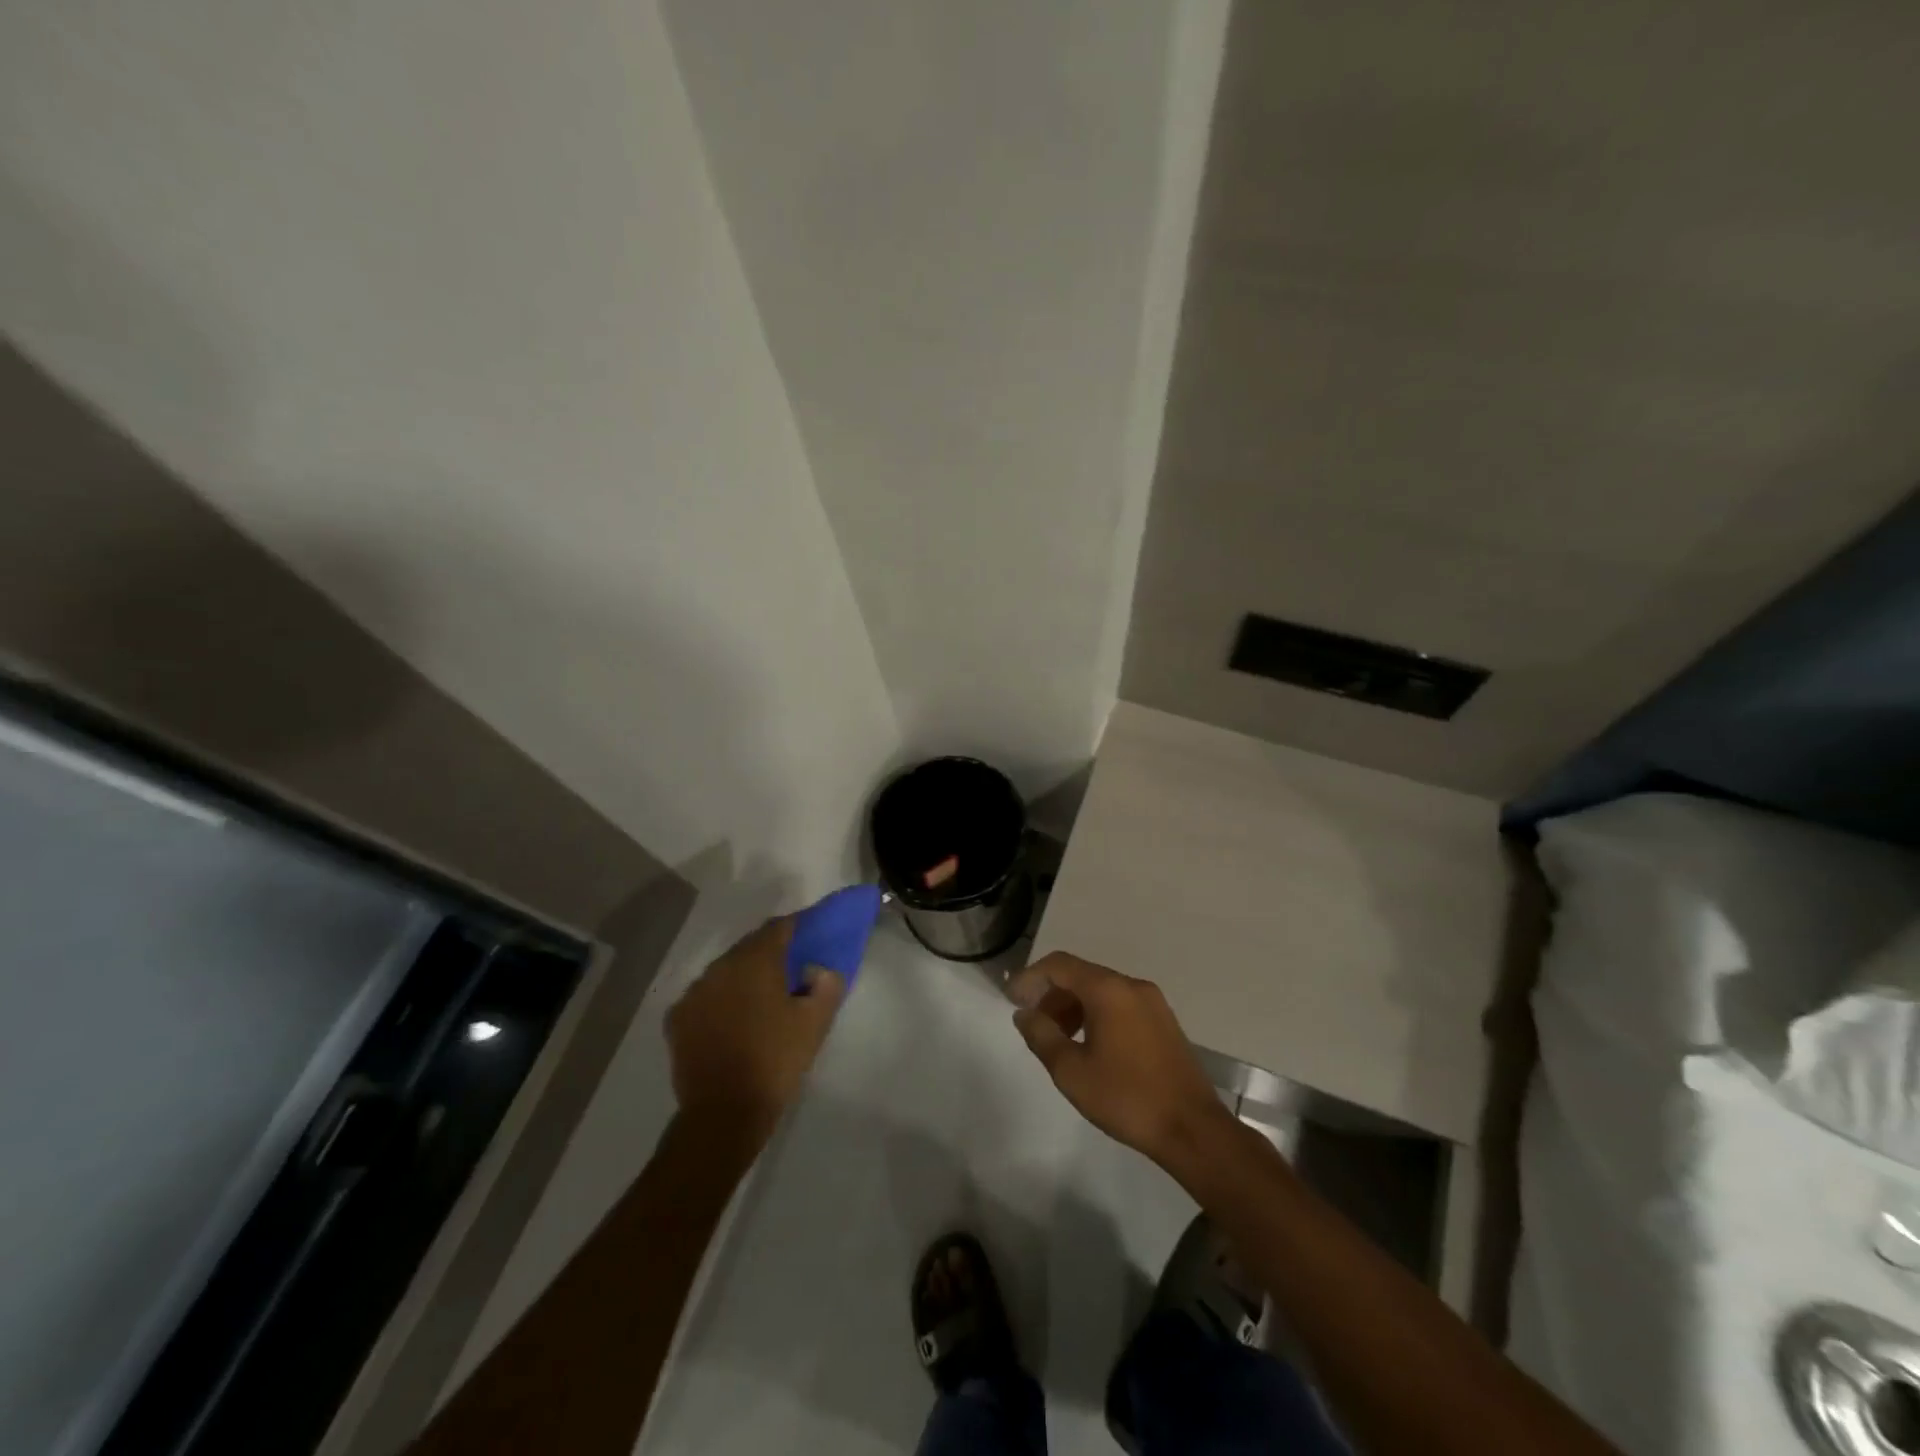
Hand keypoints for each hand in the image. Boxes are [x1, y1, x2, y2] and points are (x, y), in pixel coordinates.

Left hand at [666, 917, 845, 1140]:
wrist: (724, 1113)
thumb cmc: (775, 1061)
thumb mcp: (815, 1023)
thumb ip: (827, 985)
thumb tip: (820, 970)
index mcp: (755, 961)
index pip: (779, 928)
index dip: (798, 928)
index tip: (811, 936)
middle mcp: (720, 967)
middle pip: (750, 947)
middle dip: (770, 953)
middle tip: (791, 970)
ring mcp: (694, 992)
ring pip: (725, 971)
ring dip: (744, 977)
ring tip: (761, 998)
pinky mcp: (677, 1018)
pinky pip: (705, 996)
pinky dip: (720, 1000)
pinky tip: (731, 1020)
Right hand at [1008, 951, 1231, 1168]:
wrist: (1193, 1129)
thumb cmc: (1127, 1098)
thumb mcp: (1071, 1071)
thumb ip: (1042, 1036)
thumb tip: (1024, 1013)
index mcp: (1108, 990)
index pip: (1059, 964)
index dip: (1030, 977)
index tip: (1011, 998)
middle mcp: (1131, 985)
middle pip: (1081, 975)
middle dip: (1051, 993)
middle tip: (1032, 1022)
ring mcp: (1152, 1002)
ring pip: (1101, 990)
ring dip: (1073, 1005)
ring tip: (1057, 1038)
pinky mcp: (1163, 1021)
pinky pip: (1120, 1004)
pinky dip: (1096, 1014)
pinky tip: (1088, 1045)